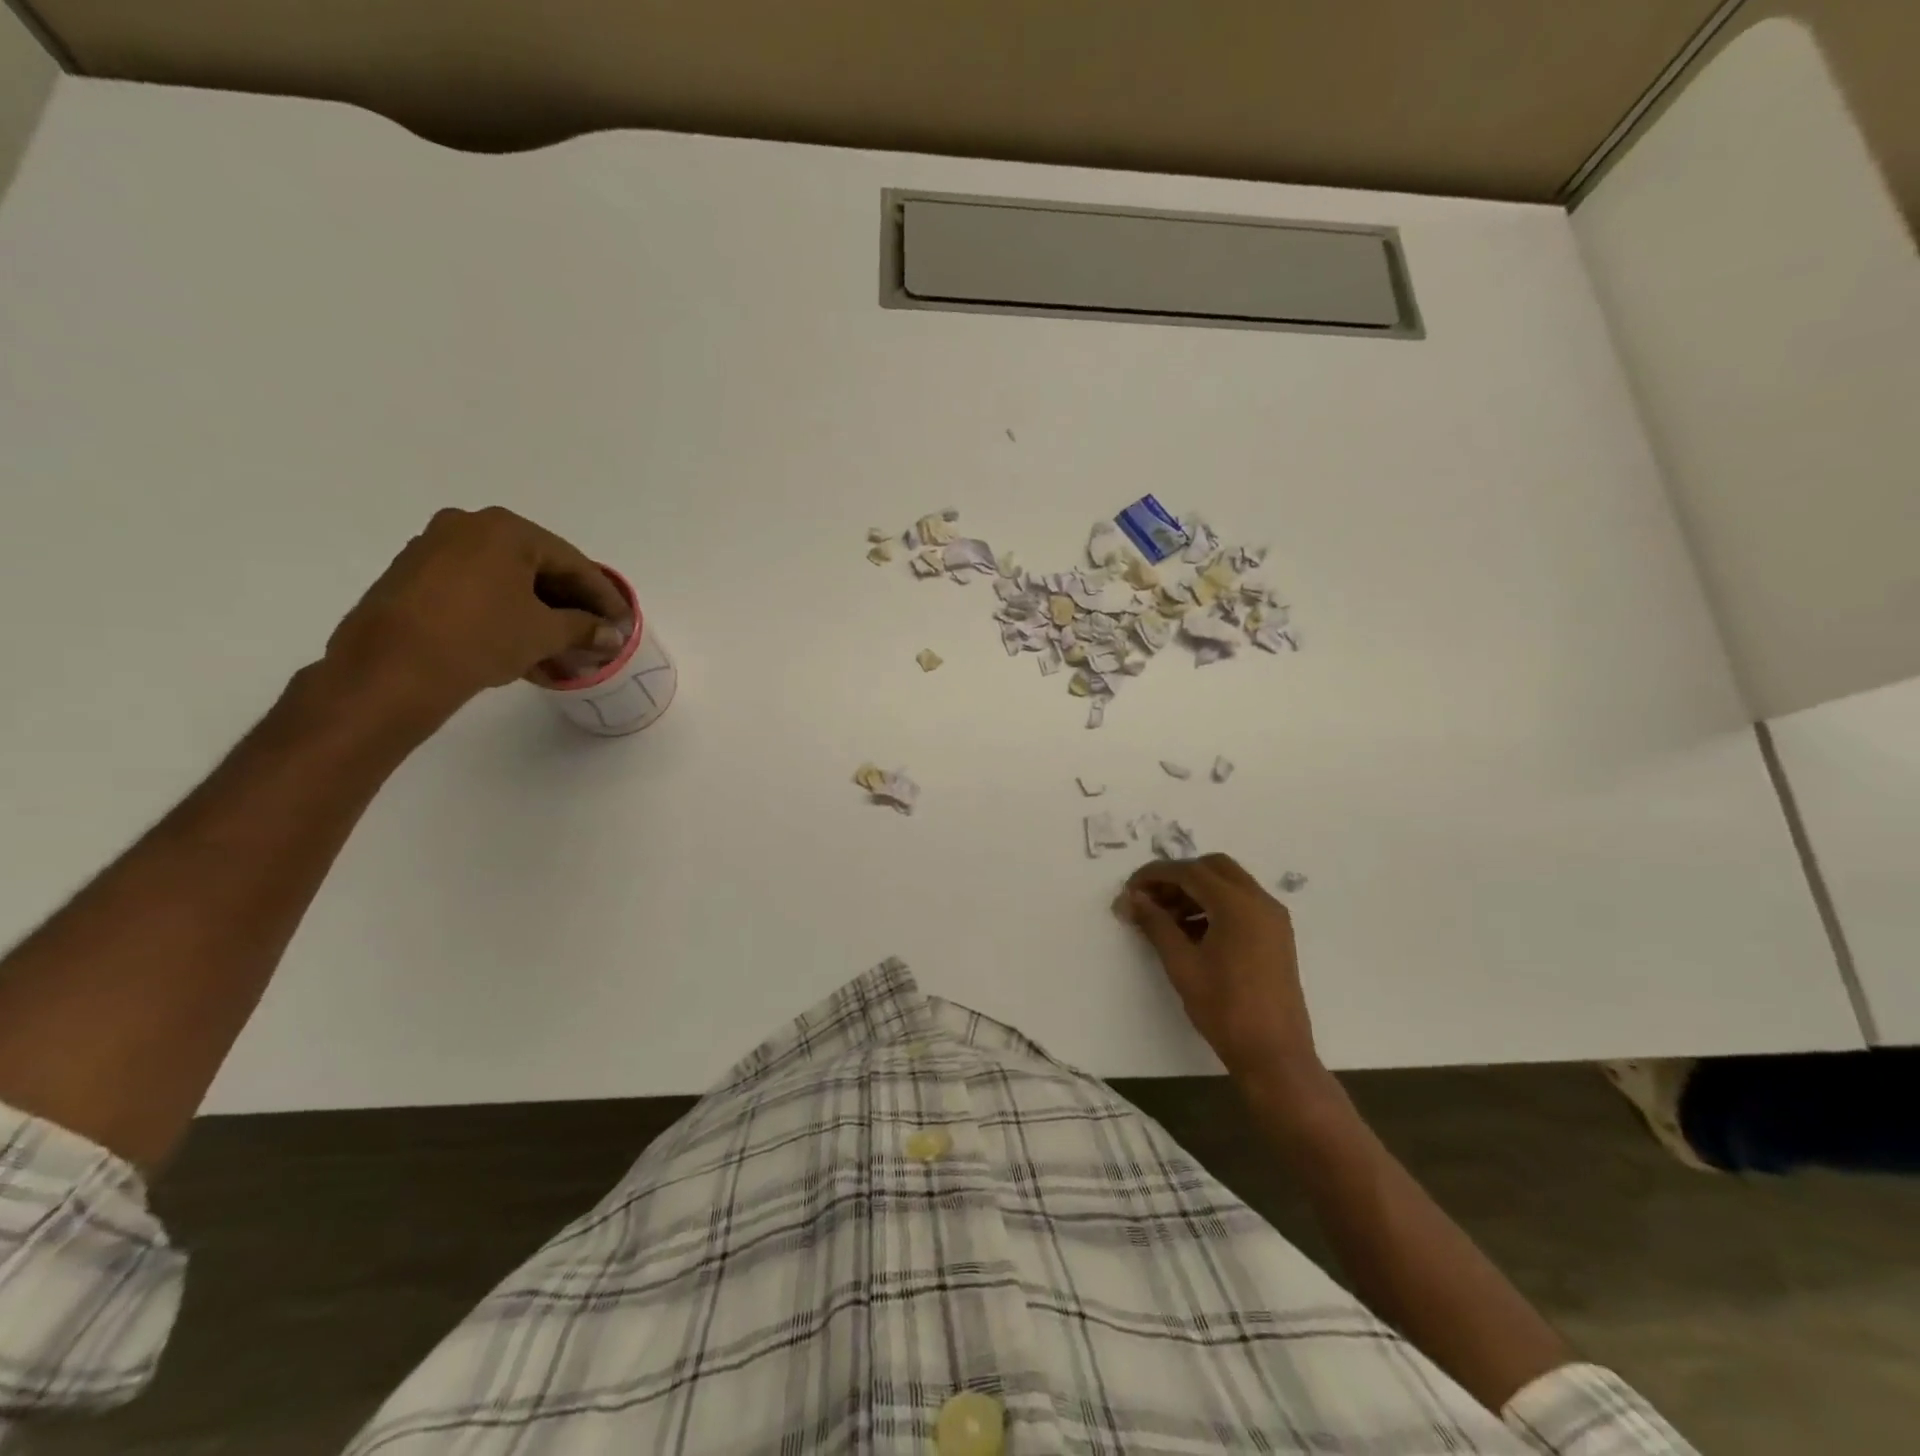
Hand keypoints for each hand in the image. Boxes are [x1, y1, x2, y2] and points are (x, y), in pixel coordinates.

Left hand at [322, 507, 627, 730]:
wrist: (390, 670)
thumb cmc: (480, 637)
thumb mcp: (544, 633)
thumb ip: (584, 628)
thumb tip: (612, 635)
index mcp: (504, 529)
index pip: (571, 562)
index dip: (603, 595)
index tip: (623, 621)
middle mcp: (467, 527)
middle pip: (537, 568)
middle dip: (570, 606)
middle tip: (595, 633)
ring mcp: (433, 550)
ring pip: (506, 583)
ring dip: (539, 615)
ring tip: (563, 650)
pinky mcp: (412, 579)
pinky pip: (476, 592)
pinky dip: (506, 616)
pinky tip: (525, 649)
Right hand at [1118, 853, 1335, 1114]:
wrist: (1274, 1055)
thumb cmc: (1224, 1009)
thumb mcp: (1182, 964)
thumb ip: (1156, 924)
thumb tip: (1131, 899)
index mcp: (1237, 905)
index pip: (1189, 871)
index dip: (1155, 875)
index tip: (1129, 890)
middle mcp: (1260, 901)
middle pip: (1213, 868)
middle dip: (1178, 877)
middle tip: (1150, 899)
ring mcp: (1273, 918)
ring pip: (1229, 884)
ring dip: (1196, 891)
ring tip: (1166, 919)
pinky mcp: (1277, 935)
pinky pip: (1242, 904)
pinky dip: (1215, 906)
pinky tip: (1192, 932)